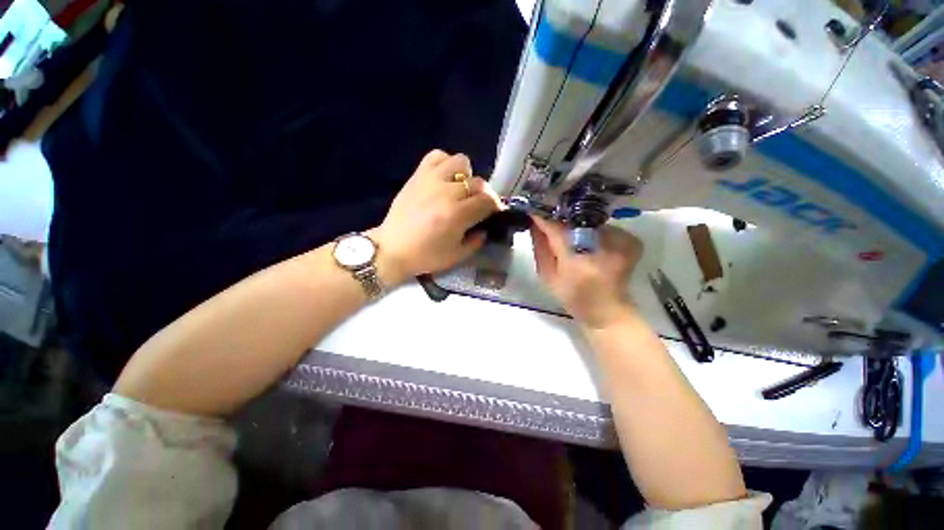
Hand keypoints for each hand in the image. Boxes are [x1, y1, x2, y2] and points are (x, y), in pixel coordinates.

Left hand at [371, 150, 501, 284]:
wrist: (392, 249)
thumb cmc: (426, 256)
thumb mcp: (457, 256)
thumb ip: (477, 241)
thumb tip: (485, 227)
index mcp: (457, 214)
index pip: (487, 201)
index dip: (496, 206)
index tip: (494, 213)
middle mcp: (446, 192)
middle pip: (478, 182)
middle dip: (484, 195)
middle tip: (478, 205)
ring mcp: (431, 180)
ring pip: (461, 162)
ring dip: (466, 175)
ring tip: (460, 189)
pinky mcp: (418, 175)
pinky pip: (437, 156)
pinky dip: (446, 163)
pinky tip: (444, 178)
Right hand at [530, 216, 642, 328]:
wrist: (607, 310)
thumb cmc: (573, 297)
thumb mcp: (548, 276)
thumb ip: (540, 248)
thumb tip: (535, 222)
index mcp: (577, 261)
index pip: (556, 228)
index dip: (544, 217)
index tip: (533, 208)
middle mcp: (601, 246)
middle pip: (575, 220)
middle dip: (561, 218)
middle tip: (550, 219)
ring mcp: (620, 241)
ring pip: (590, 221)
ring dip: (578, 224)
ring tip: (571, 233)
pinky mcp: (630, 240)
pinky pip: (604, 226)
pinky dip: (594, 230)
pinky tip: (590, 242)